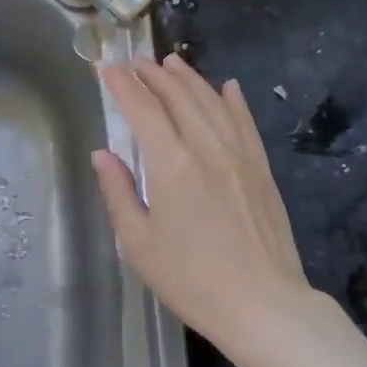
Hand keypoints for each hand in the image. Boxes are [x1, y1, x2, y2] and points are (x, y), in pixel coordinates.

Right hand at [91, 55, 347, 366]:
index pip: (143, 110)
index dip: (123, 86)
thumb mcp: (139, 244)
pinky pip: (246, 123)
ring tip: (172, 62)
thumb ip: (119, 193)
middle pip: (179, 97)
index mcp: (172, 165)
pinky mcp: (262, 170)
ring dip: (190, 79)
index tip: (107, 69)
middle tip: (136, 62)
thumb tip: (102, 155)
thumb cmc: (192, 280)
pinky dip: (234, 101)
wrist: (263, 305)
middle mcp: (207, 148)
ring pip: (213, 102)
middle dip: (154, 75)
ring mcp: (240, 156)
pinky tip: (229, 87)